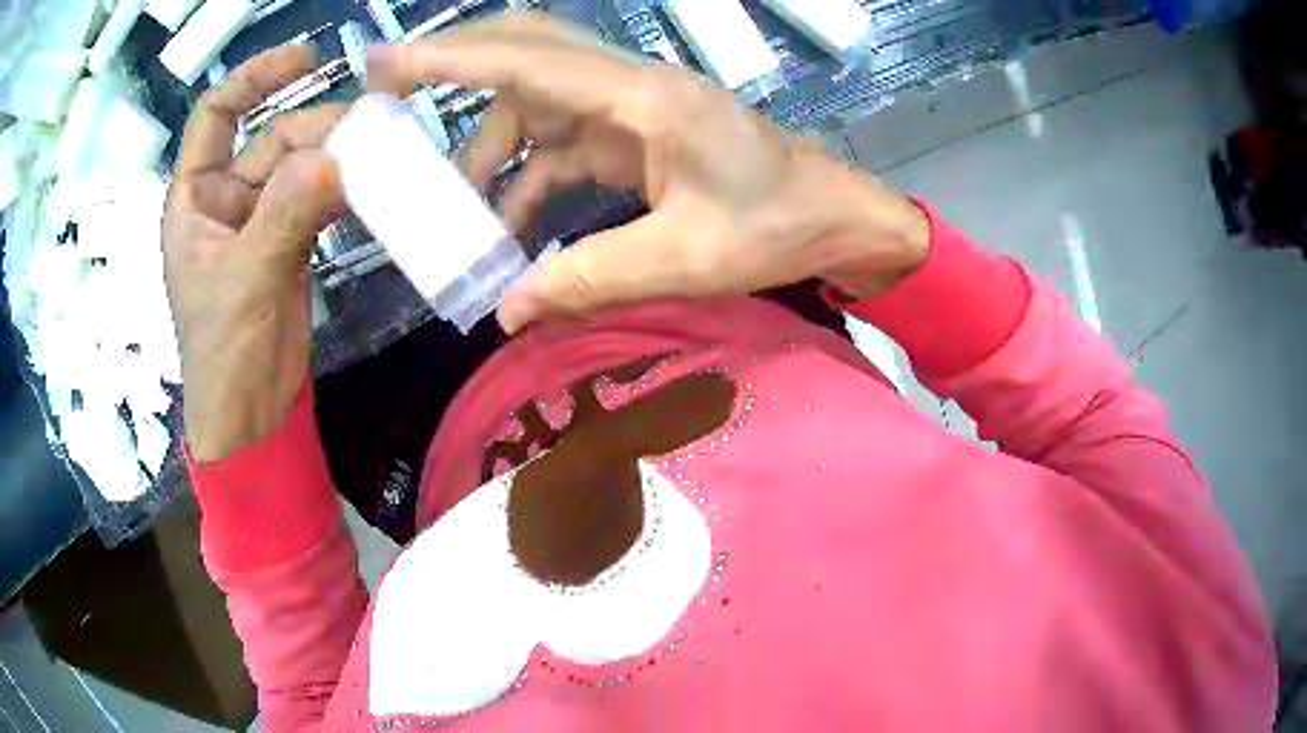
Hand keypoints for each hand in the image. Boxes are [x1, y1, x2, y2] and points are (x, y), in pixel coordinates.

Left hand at [163, 46, 344, 461]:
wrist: (252, 414)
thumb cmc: (224, 353)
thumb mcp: (245, 281)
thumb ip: (283, 216)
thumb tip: (332, 158)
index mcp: (195, 199)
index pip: (216, 116)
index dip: (254, 79)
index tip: (305, 59)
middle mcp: (226, 200)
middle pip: (273, 139)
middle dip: (316, 131)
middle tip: (368, 133)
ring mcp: (260, 220)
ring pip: (302, 167)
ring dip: (337, 160)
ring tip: (379, 157)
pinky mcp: (290, 242)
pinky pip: (318, 199)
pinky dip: (344, 190)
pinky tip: (372, 186)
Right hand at [367, 12, 929, 333]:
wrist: (838, 217)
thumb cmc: (779, 228)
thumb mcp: (686, 259)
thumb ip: (591, 279)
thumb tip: (507, 310)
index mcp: (646, 100)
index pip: (529, 62)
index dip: (451, 59)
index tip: (387, 61)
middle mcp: (632, 87)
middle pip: (528, 53)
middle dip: (459, 72)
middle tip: (395, 98)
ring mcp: (633, 108)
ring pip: (537, 103)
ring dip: (491, 147)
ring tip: (458, 208)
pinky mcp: (638, 135)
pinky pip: (564, 143)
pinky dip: (528, 176)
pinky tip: (512, 224)